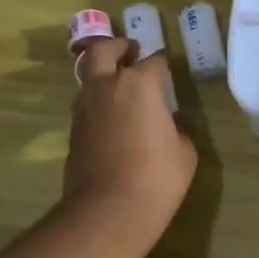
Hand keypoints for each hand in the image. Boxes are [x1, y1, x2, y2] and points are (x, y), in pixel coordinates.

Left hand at [62, 38, 196, 249]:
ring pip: (89, 76)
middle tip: (130, 51)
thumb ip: (178, 129)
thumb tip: (171, 122)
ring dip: (103, 74)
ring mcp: (84, 108)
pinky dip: (97, 101)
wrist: (108, 210)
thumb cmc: (157, 178)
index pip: (154, 62)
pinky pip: (86, 103)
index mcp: (139, 85)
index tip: (168, 70)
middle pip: (104, 51)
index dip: (163, 65)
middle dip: (118, 47)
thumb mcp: (184, 153)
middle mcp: (106, 87)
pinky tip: (112, 116)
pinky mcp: (73, 130)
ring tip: (120, 86)